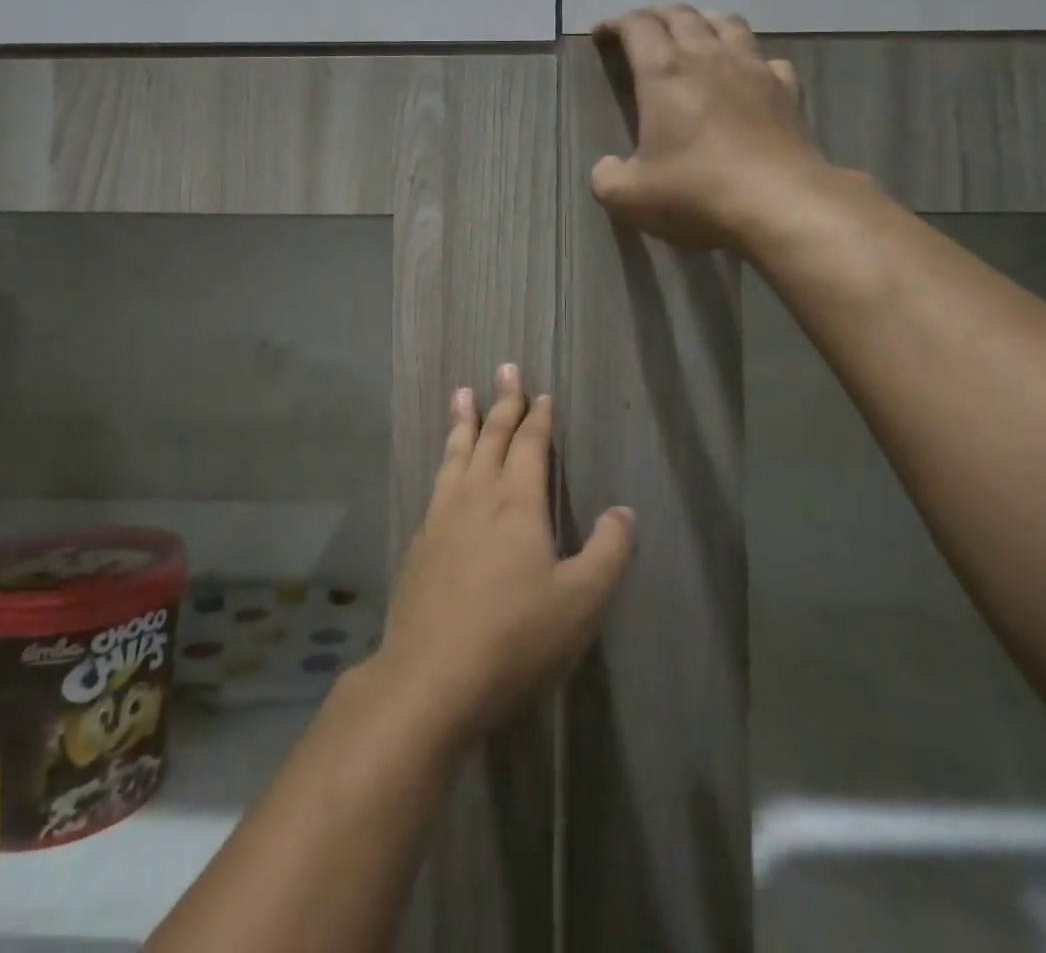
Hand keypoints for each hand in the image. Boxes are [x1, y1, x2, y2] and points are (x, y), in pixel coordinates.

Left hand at [370, 366, 635, 743]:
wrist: (431, 677)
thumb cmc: (515, 637)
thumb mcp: (581, 601)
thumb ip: (609, 553)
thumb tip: (624, 511)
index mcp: (517, 503)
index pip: (530, 446)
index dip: (538, 417)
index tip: (540, 393)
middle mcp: (476, 497)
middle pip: (491, 438)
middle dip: (502, 403)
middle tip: (504, 368)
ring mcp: (442, 518)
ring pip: (456, 455)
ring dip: (464, 423)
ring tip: (462, 395)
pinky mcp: (421, 543)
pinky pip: (437, 484)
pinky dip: (445, 462)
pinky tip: (444, 471)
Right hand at [592, 4, 833, 249]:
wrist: (779, 204)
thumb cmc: (695, 192)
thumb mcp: (629, 197)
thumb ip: (607, 178)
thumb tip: (607, 166)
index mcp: (664, 73)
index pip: (637, 26)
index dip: (616, 24)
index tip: (602, 34)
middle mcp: (708, 57)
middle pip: (681, 15)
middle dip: (656, 16)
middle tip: (641, 31)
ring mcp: (753, 69)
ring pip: (727, 23)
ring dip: (703, 22)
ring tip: (693, 37)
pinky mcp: (786, 89)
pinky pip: (765, 58)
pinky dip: (749, 58)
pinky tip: (745, 75)